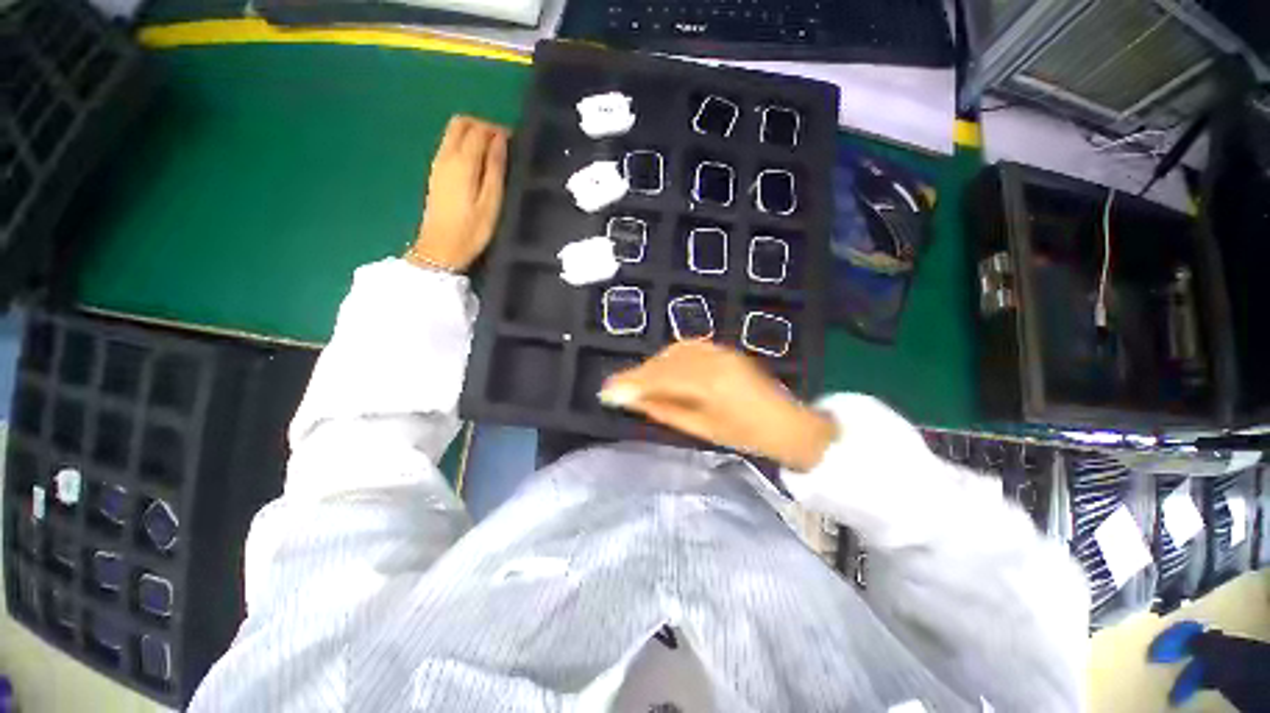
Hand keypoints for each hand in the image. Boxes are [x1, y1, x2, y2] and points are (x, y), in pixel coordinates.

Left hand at [408, 115, 509, 271]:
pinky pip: (449, 145)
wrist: (440, 249)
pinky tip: (479, 163)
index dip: (497, 130)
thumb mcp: (490, 202)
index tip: (515, 140)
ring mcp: (437, 163)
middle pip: (461, 123)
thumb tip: (500, 140)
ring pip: (453, 132)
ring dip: (473, 134)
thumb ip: (495, 169)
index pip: (479, 131)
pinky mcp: (435, 173)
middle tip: (502, 143)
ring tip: (493, 153)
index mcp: (462, 162)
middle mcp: (446, 156)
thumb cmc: (471, 230)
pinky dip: (465, 144)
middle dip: (482, 126)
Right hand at [599, 341, 837, 471]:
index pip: (659, 378)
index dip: (630, 384)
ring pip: (673, 352)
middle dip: (638, 375)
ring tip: (638, 382)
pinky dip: (668, 358)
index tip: (606, 391)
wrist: (786, 422)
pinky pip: (687, 349)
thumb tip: (634, 400)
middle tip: (619, 389)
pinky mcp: (723, 350)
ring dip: (652, 366)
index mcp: (708, 384)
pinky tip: (661, 370)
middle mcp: (712, 360)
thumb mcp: (702, 429)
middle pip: (663, 362)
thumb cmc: (746, 435)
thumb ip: (665, 410)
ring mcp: (719, 351)